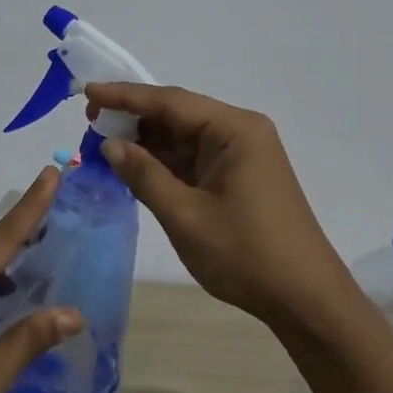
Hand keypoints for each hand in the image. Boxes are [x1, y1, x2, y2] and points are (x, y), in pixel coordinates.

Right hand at [86, 82, 354, 329]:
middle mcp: (241, 132)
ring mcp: (242, 155)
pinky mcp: (239, 177)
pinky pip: (194, 159)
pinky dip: (164, 163)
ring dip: (147, 143)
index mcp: (235, 130)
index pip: (170, 101)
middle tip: (90, 123)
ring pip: (184, 138)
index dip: (125, 96)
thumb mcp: (185, 215)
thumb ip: (144, 175)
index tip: (87, 93)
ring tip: (103, 144)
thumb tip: (110, 145)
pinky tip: (134, 167)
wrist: (306, 300)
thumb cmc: (246, 255)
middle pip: (178, 115)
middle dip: (134, 119)